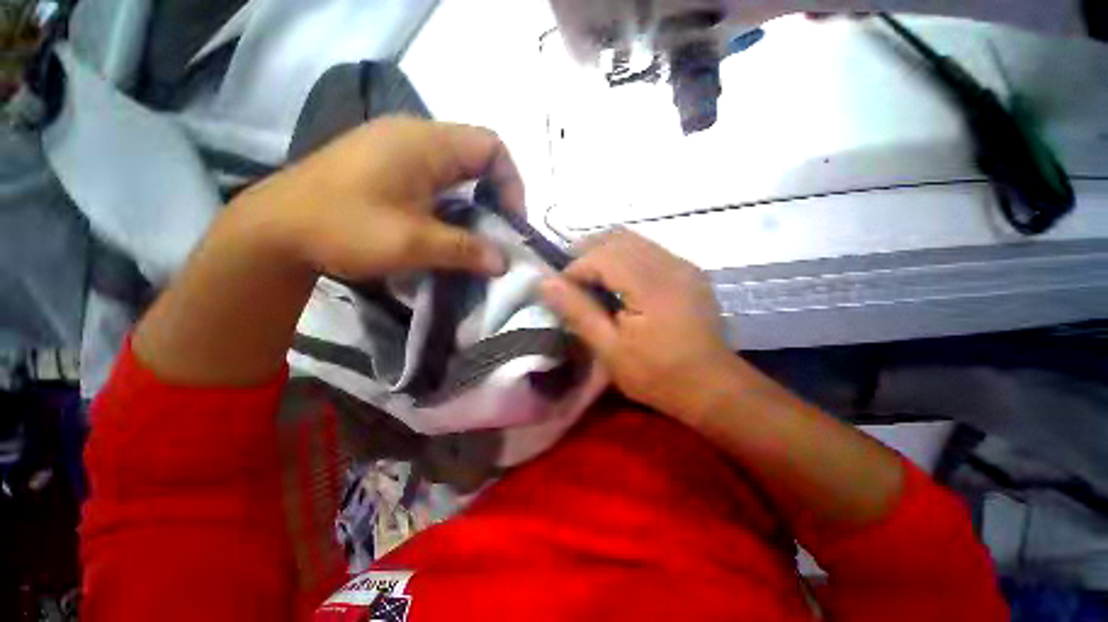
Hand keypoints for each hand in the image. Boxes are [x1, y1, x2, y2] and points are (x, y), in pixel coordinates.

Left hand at [235, 115, 524, 278]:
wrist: (275, 230)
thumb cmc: (344, 228)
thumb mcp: (413, 243)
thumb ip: (465, 250)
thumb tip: (504, 262)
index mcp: (425, 142)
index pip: (492, 147)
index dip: (511, 183)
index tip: (510, 221)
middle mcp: (415, 135)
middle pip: (477, 157)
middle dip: (495, 195)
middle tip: (496, 232)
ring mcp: (398, 149)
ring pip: (458, 168)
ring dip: (474, 201)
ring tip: (474, 234)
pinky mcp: (387, 166)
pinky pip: (437, 177)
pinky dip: (453, 201)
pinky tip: (445, 226)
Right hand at [539, 229, 737, 418]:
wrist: (712, 387)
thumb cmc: (657, 375)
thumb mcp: (610, 350)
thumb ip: (578, 312)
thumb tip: (545, 283)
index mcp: (651, 284)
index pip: (601, 255)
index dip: (574, 268)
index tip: (561, 291)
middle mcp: (670, 263)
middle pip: (617, 238)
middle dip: (587, 254)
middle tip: (572, 282)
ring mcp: (683, 265)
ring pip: (633, 240)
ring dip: (605, 254)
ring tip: (592, 282)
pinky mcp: (688, 271)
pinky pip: (648, 250)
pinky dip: (625, 258)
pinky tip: (619, 283)